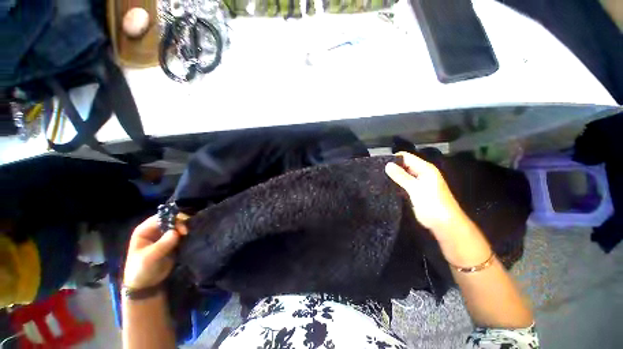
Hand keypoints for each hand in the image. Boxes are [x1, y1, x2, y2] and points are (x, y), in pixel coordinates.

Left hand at [123, 216, 187, 288]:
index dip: (173, 220)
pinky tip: (191, 238)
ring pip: (178, 226)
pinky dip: (187, 235)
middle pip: (172, 220)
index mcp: (145, 230)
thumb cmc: (141, 270)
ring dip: (185, 229)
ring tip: (190, 236)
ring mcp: (164, 236)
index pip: (161, 218)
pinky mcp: (172, 242)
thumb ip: (162, 244)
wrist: (146, 285)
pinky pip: (181, 234)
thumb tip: (176, 232)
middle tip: (187, 233)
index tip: (183, 229)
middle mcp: (155, 230)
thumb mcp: (149, 258)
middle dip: (181, 224)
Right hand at [384, 152, 470, 243]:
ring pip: (403, 175)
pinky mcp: (416, 192)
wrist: (445, 225)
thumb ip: (401, 176)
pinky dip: (397, 184)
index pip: (406, 157)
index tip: (379, 164)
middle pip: (404, 165)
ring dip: (394, 176)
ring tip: (380, 179)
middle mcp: (422, 173)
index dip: (393, 159)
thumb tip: (387, 164)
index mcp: (425, 169)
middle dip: (392, 168)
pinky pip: (404, 183)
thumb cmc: (432, 205)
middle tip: (378, 173)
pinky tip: (387, 186)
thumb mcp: (415, 189)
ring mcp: (420, 183)